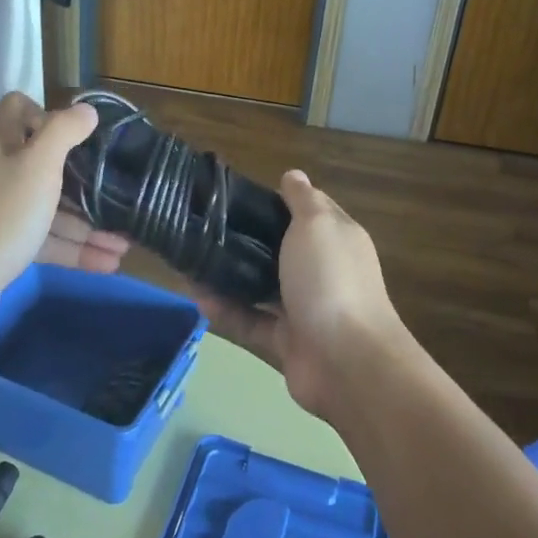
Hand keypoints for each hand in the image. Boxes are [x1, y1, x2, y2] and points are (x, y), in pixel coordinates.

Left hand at [0, 93, 128, 337]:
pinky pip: (39, 239)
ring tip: (125, 242)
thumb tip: (86, 109)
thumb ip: (64, 131)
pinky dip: (70, 248)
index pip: (19, 108)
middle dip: (83, 182)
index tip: (82, 137)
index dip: (49, 116)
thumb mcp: (38, 164)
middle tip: (118, 194)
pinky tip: (107, 263)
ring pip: (45, 207)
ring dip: (84, 223)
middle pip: (40, 163)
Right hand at [195, 170, 408, 419]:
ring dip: (229, 277)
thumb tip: (293, 175)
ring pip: (260, 287)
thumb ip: (303, 200)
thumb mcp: (318, 225)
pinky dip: (227, 312)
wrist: (346, 362)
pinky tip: (198, 299)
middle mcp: (321, 271)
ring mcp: (304, 308)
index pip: (307, 210)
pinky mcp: (285, 341)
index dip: (277, 199)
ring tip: (191, 263)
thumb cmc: (330, 280)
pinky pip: (250, 321)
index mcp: (335, 239)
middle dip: (245, 239)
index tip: (236, 194)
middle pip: (280, 249)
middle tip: (204, 228)